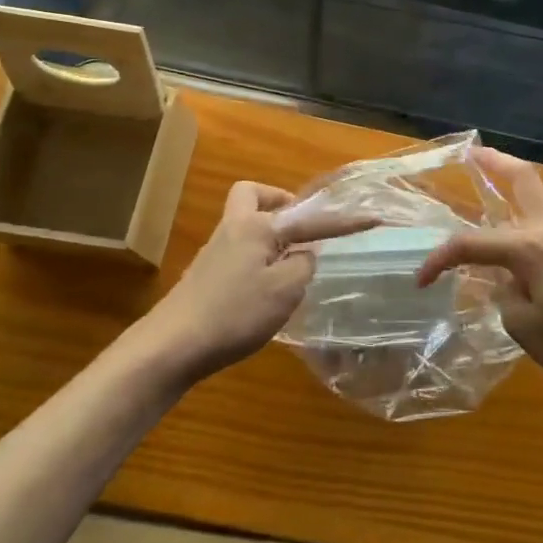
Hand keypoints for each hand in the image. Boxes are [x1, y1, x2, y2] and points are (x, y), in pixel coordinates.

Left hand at [145, 181, 365, 382]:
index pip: (310, 218)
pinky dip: (256, 256)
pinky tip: (264, 287)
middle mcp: (234, 228)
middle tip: (298, 227)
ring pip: (244, 222)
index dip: (343, 221)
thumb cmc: (234, 313)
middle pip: (252, 195)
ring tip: (288, 263)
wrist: (171, 346)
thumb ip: (303, 264)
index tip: (372, 218)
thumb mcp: (285, 290)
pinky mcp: (205, 275)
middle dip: (278, 201)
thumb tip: (304, 254)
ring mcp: (215, 251)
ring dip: (268, 232)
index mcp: (257, 226)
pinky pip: (238, 248)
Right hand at [416, 148, 542, 395]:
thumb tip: (501, 278)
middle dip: (495, 161)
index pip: (471, 243)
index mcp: (528, 247)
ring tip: (487, 189)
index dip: (440, 258)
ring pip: (535, 199)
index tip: (421, 279)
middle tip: (471, 152)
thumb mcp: (522, 326)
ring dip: (510, 187)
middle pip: (523, 179)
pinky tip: (513, 241)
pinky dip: (522, 218)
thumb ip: (502, 293)